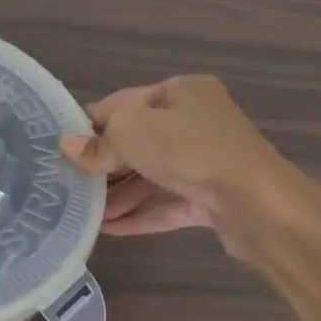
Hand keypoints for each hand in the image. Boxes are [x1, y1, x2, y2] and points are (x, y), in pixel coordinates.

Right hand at [61, 75, 320, 263]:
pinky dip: (141, 214)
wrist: (258, 204)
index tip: (62, 146)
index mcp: (182, 91)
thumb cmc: (189, 149)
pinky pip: (169, 203)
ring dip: (119, 194)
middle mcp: (198, 121)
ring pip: (153, 175)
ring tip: (84, 213)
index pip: (125, 103)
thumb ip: (97, 142)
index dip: (91, 124)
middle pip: (139, 140)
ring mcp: (209, 161)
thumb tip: (65, 146)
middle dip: (105, 164)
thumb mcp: (131, 134)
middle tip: (69, 182)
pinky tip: (109, 229)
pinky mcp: (215, 197)